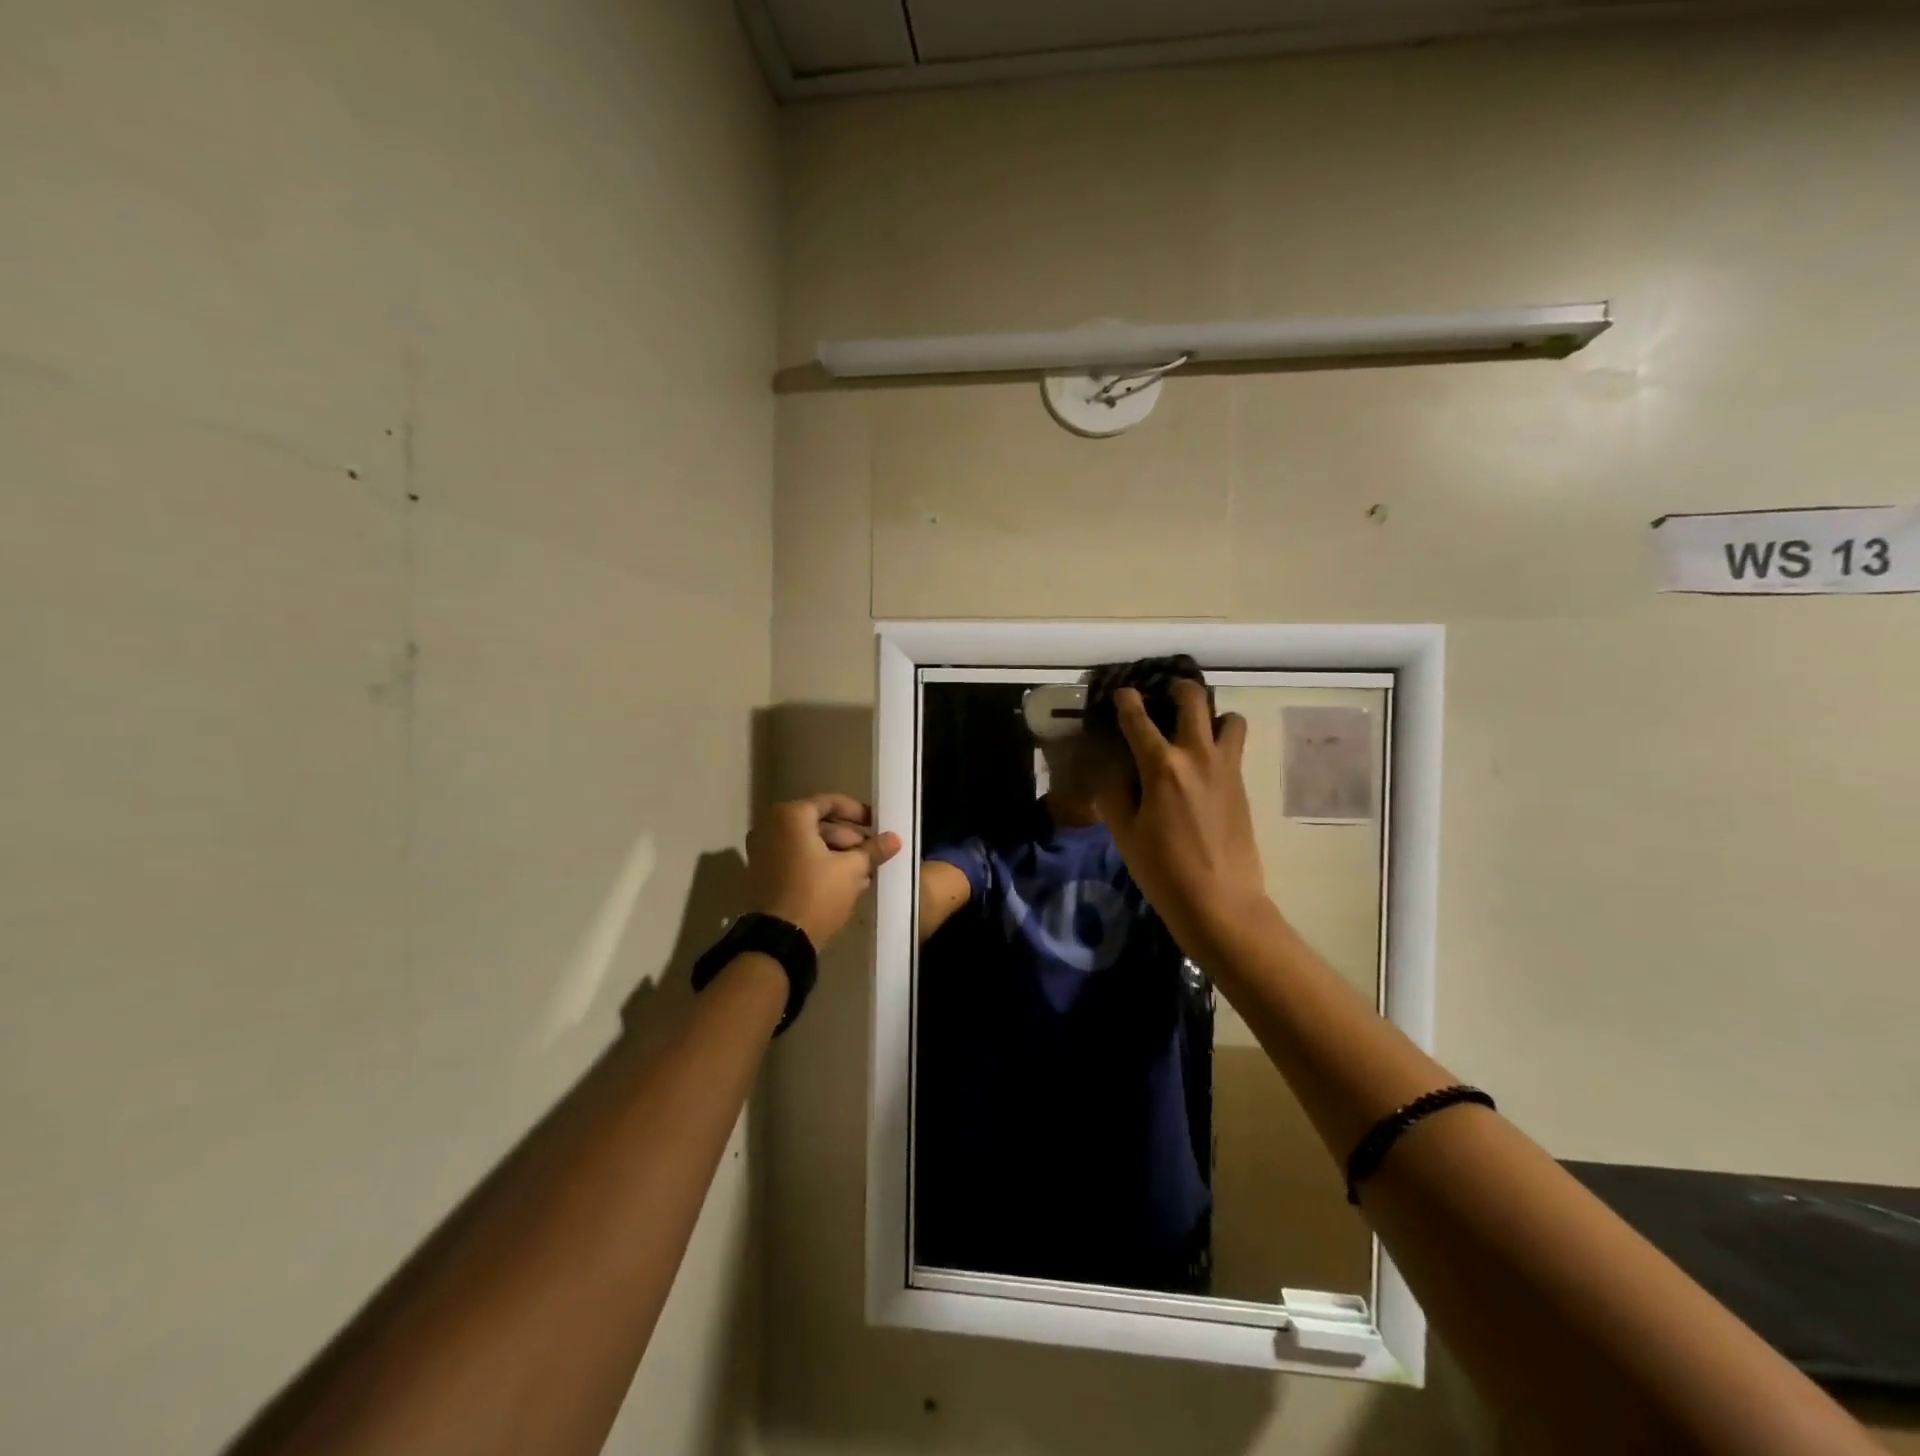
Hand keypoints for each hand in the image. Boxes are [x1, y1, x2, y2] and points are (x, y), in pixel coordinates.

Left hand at [746, 794, 900, 949]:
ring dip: (838, 854)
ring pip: (809, 844)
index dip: (858, 812)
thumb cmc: (817, 893)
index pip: (831, 802)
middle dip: (850, 838)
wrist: (780, 940)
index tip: (878, 825)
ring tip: (864, 871)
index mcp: (791, 816)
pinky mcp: (763, 874)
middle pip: (819, 824)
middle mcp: (771, 827)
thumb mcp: (852, 869)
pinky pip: (797, 860)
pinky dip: (819, 865)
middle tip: (873, 852)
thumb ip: (873, 850)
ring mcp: (763, 851)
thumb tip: (895, 838)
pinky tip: (846, 882)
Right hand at [1093, 682, 1271, 960]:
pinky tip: (1202, 763)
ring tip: (1193, 729)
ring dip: (1210, 714)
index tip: (1120, 693)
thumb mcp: (1125, 833)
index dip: (1125, 700)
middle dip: (1176, 689)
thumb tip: (1114, 768)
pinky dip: (1220, 740)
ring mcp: (1226, 768)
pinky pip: (1234, 746)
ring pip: (1229, 717)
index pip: (1138, 719)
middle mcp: (1197, 756)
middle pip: (1193, 700)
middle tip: (1163, 696)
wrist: (1221, 902)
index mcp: (1162, 767)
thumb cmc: (1163, 870)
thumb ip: (1115, 793)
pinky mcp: (1242, 785)